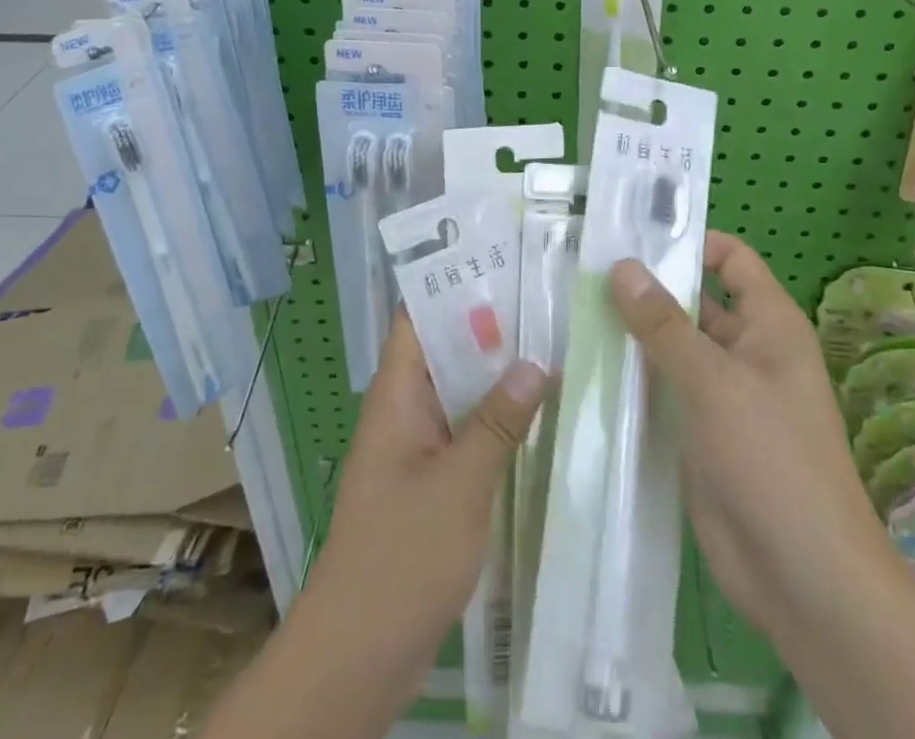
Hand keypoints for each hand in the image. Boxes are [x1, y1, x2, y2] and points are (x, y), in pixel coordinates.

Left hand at [308, 312, 545, 667]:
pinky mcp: (431, 481)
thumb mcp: (459, 484)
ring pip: (459, 391)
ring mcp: (417, 446)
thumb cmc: (401, 556)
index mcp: (396, 393)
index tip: (503, 259)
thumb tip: (536, 363)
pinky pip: (465, 430)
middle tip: (547, 296)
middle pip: (445, 348)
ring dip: (497, 373)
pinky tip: (540, 412)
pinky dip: (496, 417)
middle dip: (490, 324)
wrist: (359, 655)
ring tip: (555, 341)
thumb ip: (497, 421)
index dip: (452, 282)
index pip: (418, 315)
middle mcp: (404, 408)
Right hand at [607, 233, 889, 648]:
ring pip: (674, 348)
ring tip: (575, 311)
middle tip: (585, 272)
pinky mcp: (700, 433)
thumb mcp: (714, 382)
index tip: (633, 237)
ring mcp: (723, 395)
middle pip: (695, 301)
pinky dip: (634, 377)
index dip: (690, 242)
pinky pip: (664, 390)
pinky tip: (588, 367)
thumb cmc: (772, 460)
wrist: (803, 580)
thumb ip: (664, 324)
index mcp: (769, 324)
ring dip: (634, 334)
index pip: (731, 259)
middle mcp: (747, 351)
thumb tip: (622, 266)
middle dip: (648, 288)